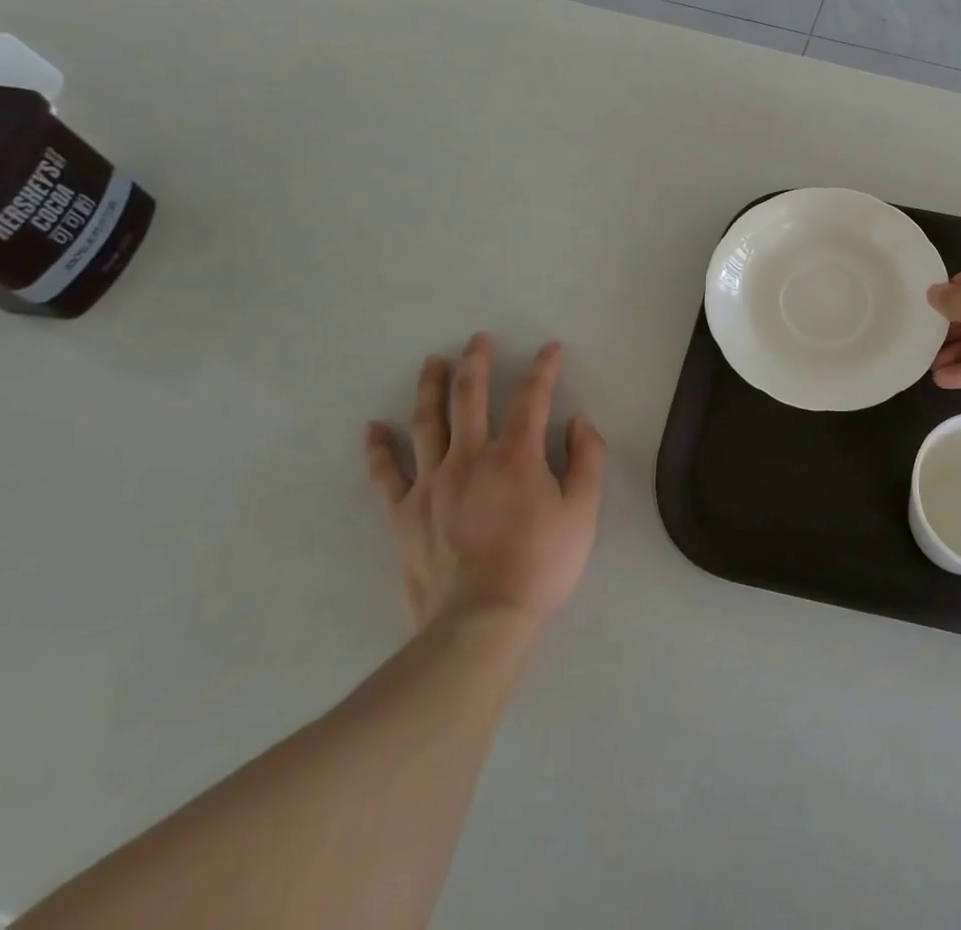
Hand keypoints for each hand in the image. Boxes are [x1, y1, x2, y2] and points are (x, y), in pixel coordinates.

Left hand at [365, 334, 604, 630]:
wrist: (482, 621)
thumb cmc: (541, 564)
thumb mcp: (583, 511)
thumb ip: (587, 459)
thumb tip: (578, 421)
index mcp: (516, 454)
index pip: (531, 397)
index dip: (543, 368)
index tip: (550, 349)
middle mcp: (470, 456)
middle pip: (470, 396)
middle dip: (476, 362)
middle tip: (478, 339)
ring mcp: (432, 483)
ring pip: (427, 423)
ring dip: (430, 387)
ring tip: (432, 362)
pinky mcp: (406, 513)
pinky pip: (387, 474)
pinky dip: (379, 449)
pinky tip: (373, 427)